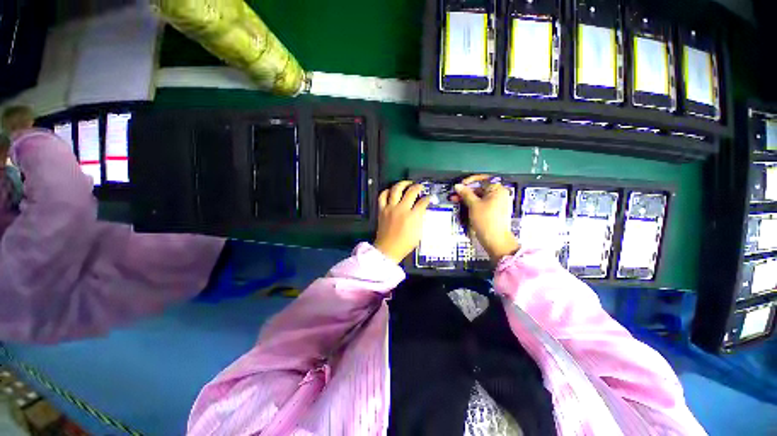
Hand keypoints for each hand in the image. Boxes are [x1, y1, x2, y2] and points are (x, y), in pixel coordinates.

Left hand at [373, 181, 431, 262]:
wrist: (388, 249)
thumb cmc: (405, 244)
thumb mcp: (419, 233)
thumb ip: (421, 219)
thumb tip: (422, 210)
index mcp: (413, 216)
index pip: (423, 202)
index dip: (428, 198)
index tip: (429, 198)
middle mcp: (401, 209)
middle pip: (411, 191)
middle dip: (418, 187)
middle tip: (420, 186)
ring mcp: (390, 208)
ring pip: (396, 189)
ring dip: (402, 184)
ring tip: (406, 184)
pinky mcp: (382, 210)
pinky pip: (382, 196)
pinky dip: (386, 191)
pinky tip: (391, 191)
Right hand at [453, 174, 519, 262]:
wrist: (495, 240)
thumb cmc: (486, 220)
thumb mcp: (473, 205)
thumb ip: (465, 193)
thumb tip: (458, 186)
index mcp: (498, 190)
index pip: (483, 179)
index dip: (470, 181)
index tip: (459, 185)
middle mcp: (500, 194)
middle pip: (481, 188)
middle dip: (466, 191)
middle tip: (454, 194)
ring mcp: (497, 203)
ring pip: (480, 196)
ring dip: (468, 197)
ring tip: (456, 200)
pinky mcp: (494, 211)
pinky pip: (482, 203)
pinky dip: (473, 203)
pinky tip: (464, 205)